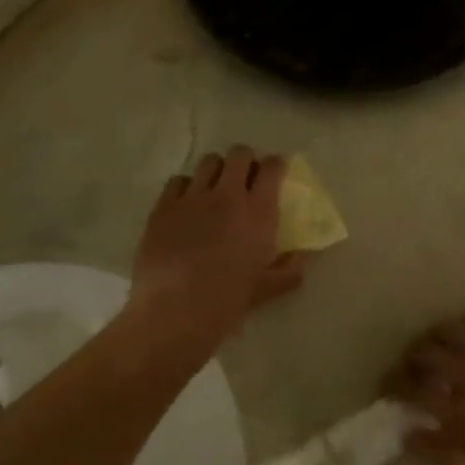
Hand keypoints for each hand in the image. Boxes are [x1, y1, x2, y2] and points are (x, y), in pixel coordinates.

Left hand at [128, 146, 305, 347]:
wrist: (175, 309)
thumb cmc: (227, 300)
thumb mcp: (267, 289)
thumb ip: (289, 270)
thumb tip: (301, 258)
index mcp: (258, 212)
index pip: (272, 168)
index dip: (275, 165)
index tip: (276, 172)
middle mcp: (227, 195)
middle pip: (238, 155)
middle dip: (246, 160)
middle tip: (246, 177)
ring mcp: (192, 197)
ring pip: (208, 162)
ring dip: (217, 169)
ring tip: (216, 186)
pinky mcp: (163, 206)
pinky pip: (178, 180)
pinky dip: (187, 186)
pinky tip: (188, 203)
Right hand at [384, 307, 464, 464]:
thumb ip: (443, 453)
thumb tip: (406, 436)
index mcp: (463, 414)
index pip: (414, 392)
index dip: (394, 386)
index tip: (385, 387)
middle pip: (429, 357)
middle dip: (409, 358)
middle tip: (405, 364)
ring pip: (456, 334)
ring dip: (435, 333)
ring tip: (429, 338)